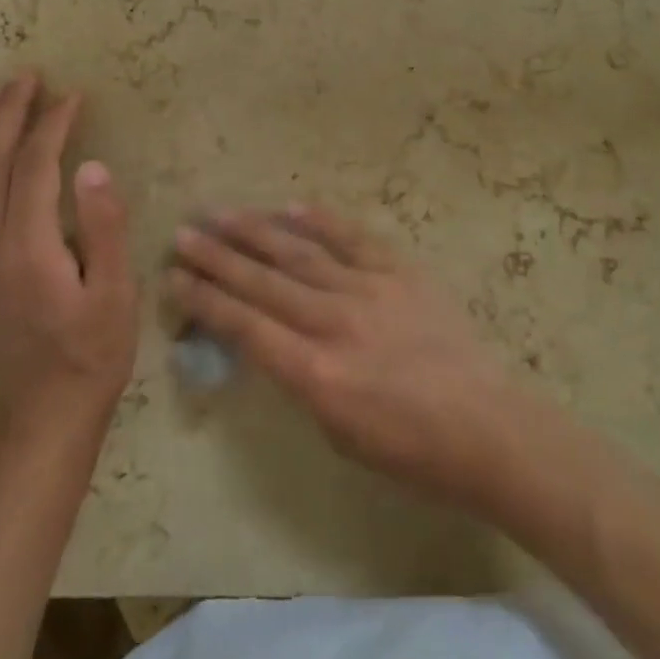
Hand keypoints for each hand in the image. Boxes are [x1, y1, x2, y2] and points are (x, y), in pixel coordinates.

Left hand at [0, 73, 139, 444]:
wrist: (46, 413)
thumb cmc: (93, 352)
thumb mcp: (116, 292)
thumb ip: (103, 226)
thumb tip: (92, 166)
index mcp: (28, 247)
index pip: (34, 166)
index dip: (52, 124)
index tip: (74, 95)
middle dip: (8, 113)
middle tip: (27, 76)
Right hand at [166, 207, 530, 514]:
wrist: (485, 425)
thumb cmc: (410, 451)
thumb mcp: (338, 433)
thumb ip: (301, 380)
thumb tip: (275, 341)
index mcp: (316, 372)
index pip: (245, 327)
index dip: (206, 300)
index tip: (175, 278)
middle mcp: (334, 321)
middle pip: (263, 282)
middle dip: (218, 257)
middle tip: (185, 233)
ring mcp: (369, 289)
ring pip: (300, 253)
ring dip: (257, 232)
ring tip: (222, 214)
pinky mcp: (399, 271)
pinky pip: (352, 238)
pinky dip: (319, 221)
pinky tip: (290, 207)